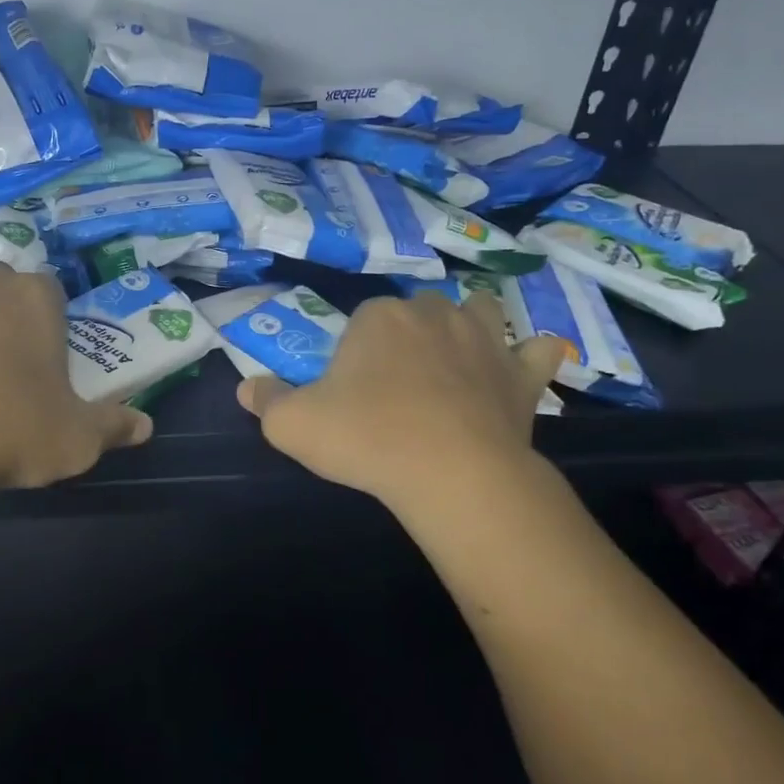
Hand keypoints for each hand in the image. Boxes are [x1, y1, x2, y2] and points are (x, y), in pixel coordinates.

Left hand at [0, 263, 152, 498]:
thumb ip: (113, 427)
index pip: (52, 291)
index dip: (53, 324)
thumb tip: (145, 426)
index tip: (49, 363)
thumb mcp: (76, 440)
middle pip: (4, 291)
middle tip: (10, 372)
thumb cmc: (9, 429)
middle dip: (10, 319)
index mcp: (36, 297)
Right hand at [237, 292, 564, 509]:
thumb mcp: (292, 425)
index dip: (356, 350)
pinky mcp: (521, 374)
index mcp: (379, 317)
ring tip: (455, 360)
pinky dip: (526, 358)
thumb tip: (247, 387)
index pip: (363, 317)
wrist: (453, 474)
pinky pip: (535, 352)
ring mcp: (484, 339)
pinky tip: (516, 371)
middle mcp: (433, 313)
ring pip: (478, 312)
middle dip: (408, 335)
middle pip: (418, 310)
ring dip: (468, 327)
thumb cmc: (367, 438)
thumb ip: (266, 401)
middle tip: (396, 383)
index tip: (352, 387)